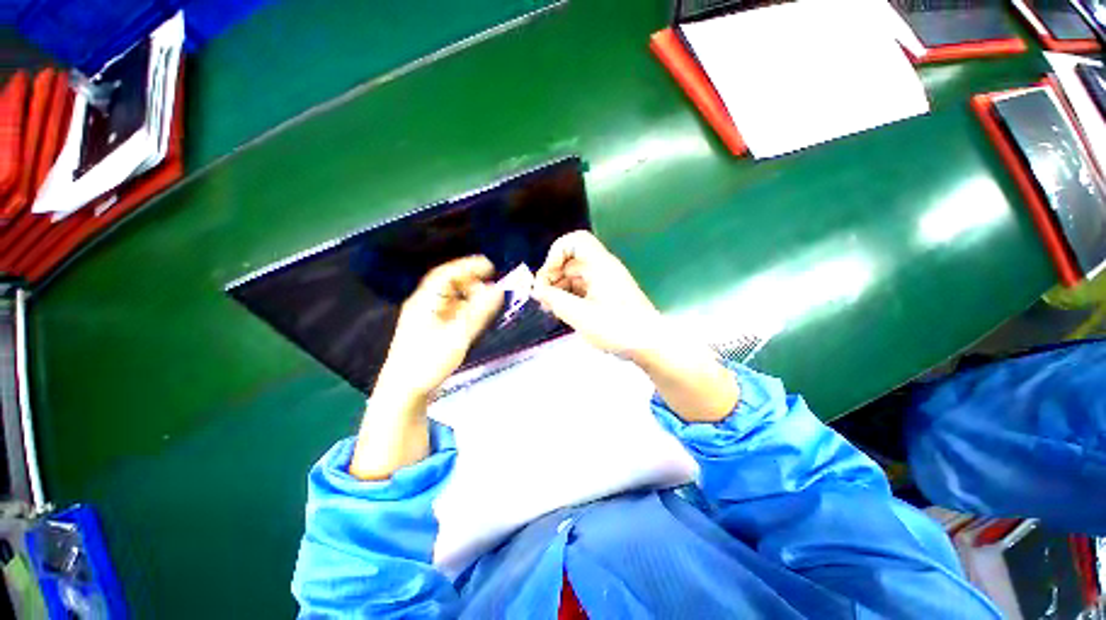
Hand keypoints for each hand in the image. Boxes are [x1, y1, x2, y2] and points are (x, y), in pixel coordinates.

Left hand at [379, 255, 503, 398]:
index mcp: (425, 302)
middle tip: (491, 286)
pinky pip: (451, 311)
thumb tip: (498, 290)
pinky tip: (476, 315)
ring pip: (450, 298)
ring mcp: (427, 318)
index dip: (468, 266)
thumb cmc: (428, 363)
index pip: (446, 274)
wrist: (404, 392)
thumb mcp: (457, 337)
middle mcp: (424, 305)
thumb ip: (479, 312)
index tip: (490, 266)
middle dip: (471, 281)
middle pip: (448, 284)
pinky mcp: (431, 330)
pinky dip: (466, 308)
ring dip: (469, 295)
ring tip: (487, 301)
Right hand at [533, 231, 737, 420]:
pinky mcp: (606, 296)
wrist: (650, 345)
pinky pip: (582, 289)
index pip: (575, 241)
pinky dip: (570, 297)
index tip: (547, 278)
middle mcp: (603, 269)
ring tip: (551, 309)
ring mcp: (605, 283)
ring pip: (575, 277)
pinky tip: (564, 313)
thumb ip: (555, 300)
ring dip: (560, 289)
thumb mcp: (580, 315)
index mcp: (600, 265)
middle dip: (552, 277)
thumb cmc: (617, 328)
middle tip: (542, 299)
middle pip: (571, 261)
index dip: (556, 254)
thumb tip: (537, 290)